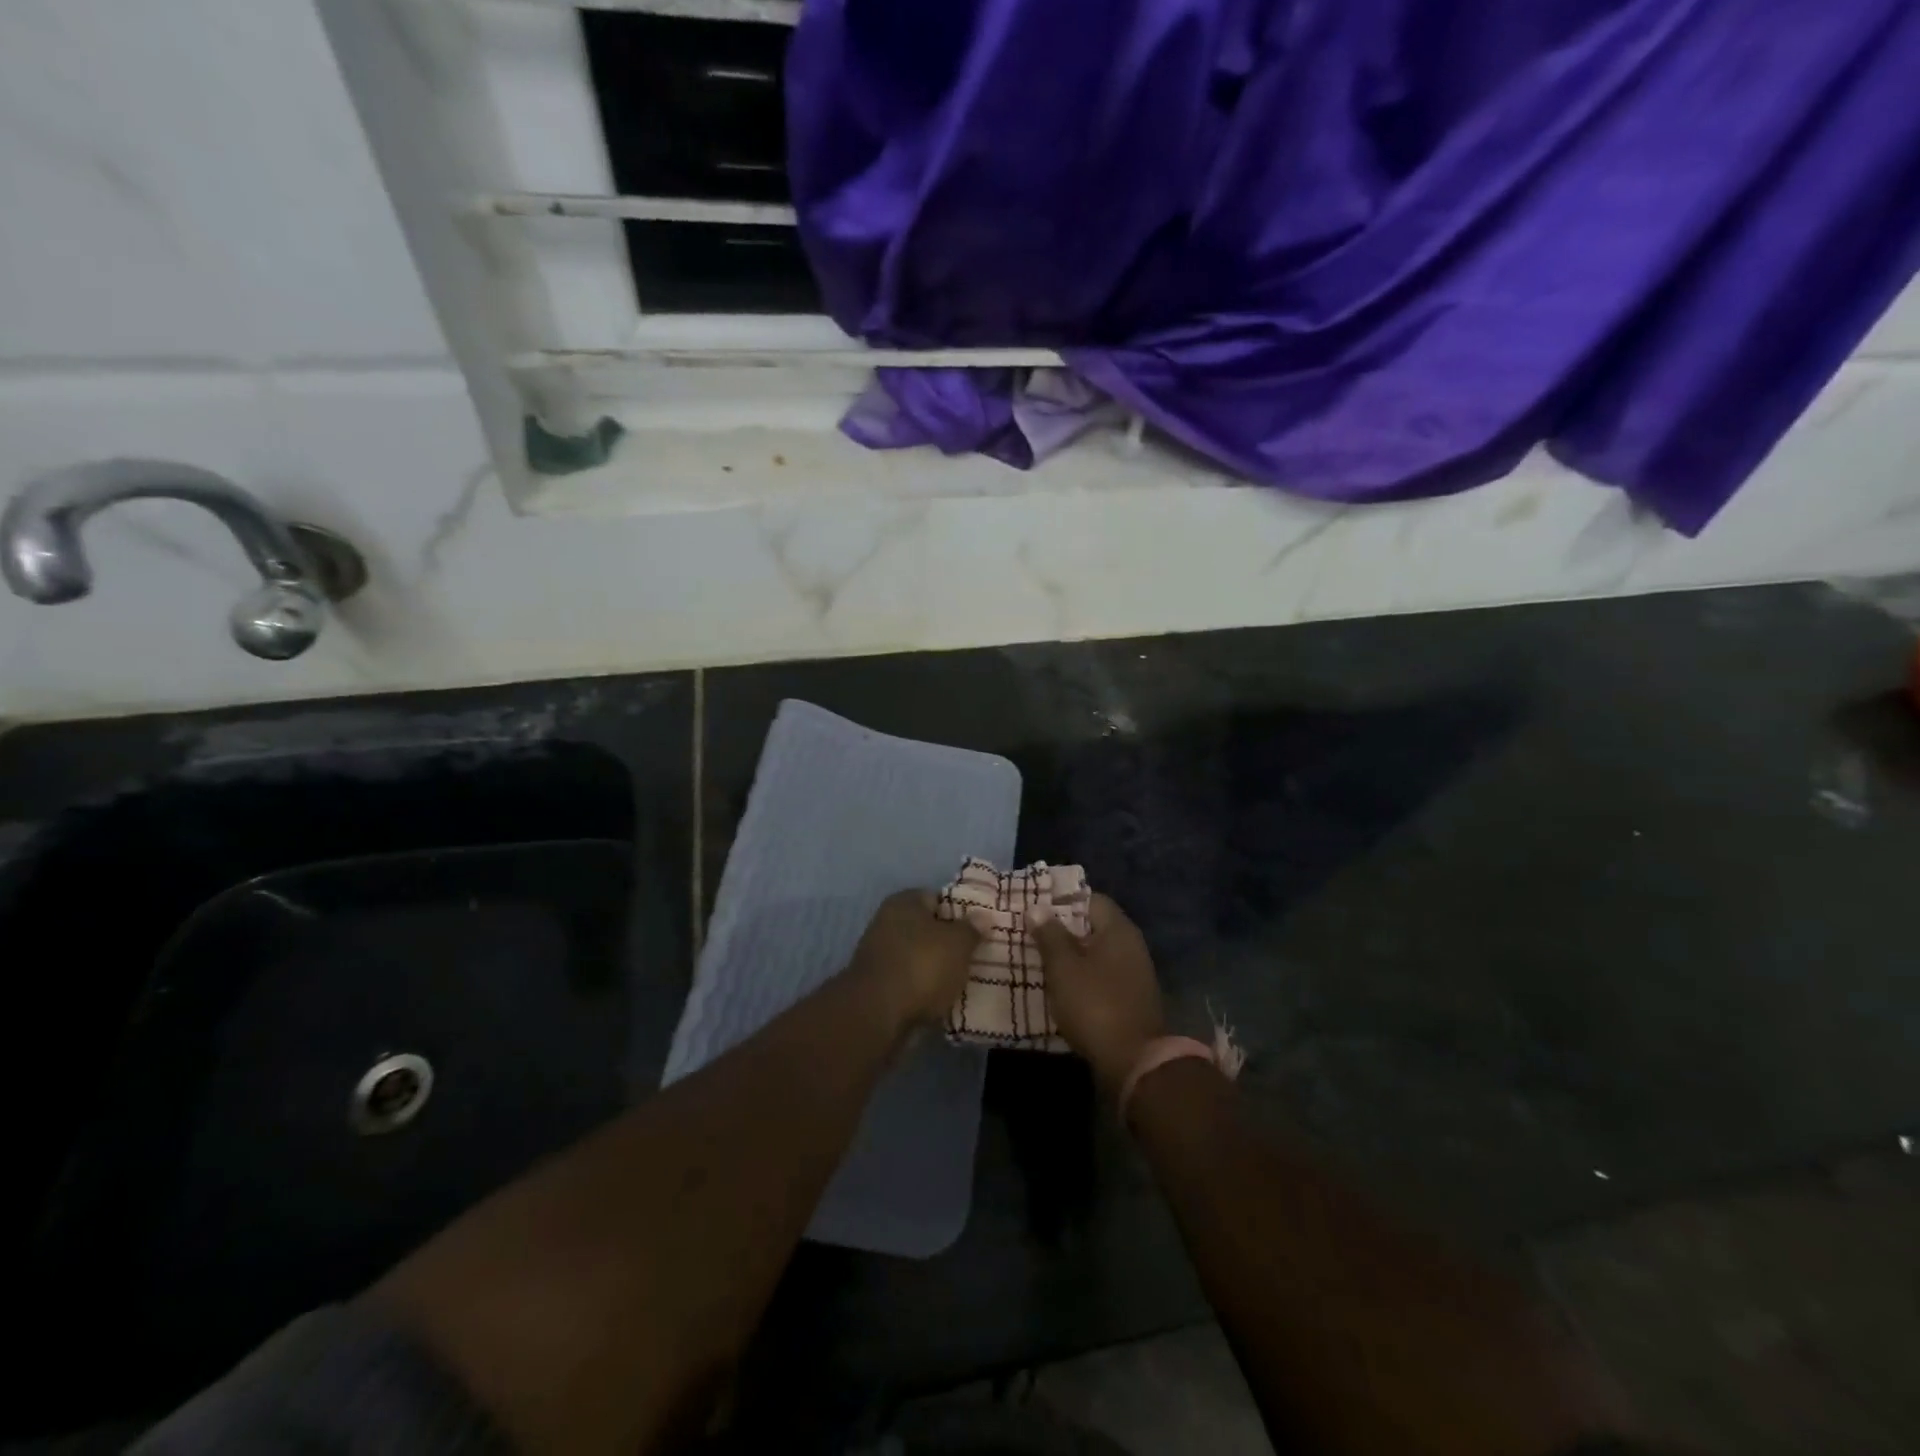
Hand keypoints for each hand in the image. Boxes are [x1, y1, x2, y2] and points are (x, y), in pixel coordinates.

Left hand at [847, 890, 979, 1031]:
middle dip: (949, 942)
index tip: (980, 929)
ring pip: (919, 956)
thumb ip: (972, 928)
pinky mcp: (877, 985)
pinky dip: (924, 988)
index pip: (938, 898)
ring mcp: (879, 954)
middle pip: (927, 928)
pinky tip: (941, 998)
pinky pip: (910, 980)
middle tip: (975, 956)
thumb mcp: (957, 944)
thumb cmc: (921, 967)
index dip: (961, 912)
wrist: (877, 1015)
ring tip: (963, 980)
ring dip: (937, 967)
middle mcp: (887, 922)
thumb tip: (982, 915)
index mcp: (904, 902)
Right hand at [1032, 893, 1165, 1091]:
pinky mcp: (1130, 999)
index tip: (1036, 908)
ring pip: (1096, 953)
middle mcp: (1131, 945)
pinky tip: (1060, 987)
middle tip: (1031, 933)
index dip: (1063, 900)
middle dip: (1063, 930)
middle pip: (1093, 927)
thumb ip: (1050, 935)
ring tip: (1039, 960)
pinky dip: (1082, 977)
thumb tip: (1037, 907)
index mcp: (1118, 930)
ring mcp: (1134, 973)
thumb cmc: (1095, 1004)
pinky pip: (1101, 976)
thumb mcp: (1064, 967)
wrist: (1133, 1062)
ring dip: (1071, 956)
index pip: (1091, 899)